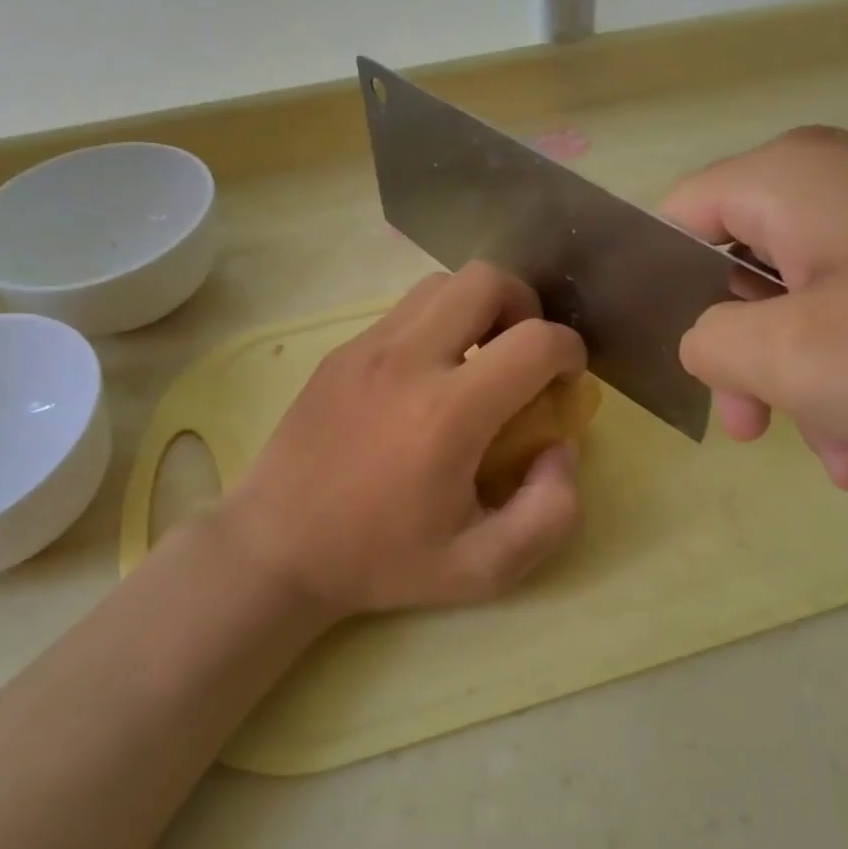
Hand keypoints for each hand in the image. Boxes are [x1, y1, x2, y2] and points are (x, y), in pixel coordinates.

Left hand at [217, 263, 587, 618]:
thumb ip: (550, 513)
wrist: (277, 547)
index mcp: (448, 413)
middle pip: (486, 280)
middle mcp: (407, 361)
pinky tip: (427, 380)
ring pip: (441, 285)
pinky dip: (436, 326)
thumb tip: (561, 448)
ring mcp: (366, 347)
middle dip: (525, 307)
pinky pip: (404, 311)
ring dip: (478, 310)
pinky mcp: (340, 351)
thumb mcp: (484, 568)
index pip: (536, 342)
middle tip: (523, 357)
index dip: (570, 353)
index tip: (566, 383)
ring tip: (478, 361)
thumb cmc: (381, 561)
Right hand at [661, 126, 847, 509]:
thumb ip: (712, 345)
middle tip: (764, 436)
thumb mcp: (797, 358)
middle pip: (752, 281)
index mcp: (788, 184)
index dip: (663, 293)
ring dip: (831, 403)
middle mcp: (842, 187)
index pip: (679, 221)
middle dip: (760, 373)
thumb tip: (705, 339)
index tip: (688, 366)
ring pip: (826, 315)